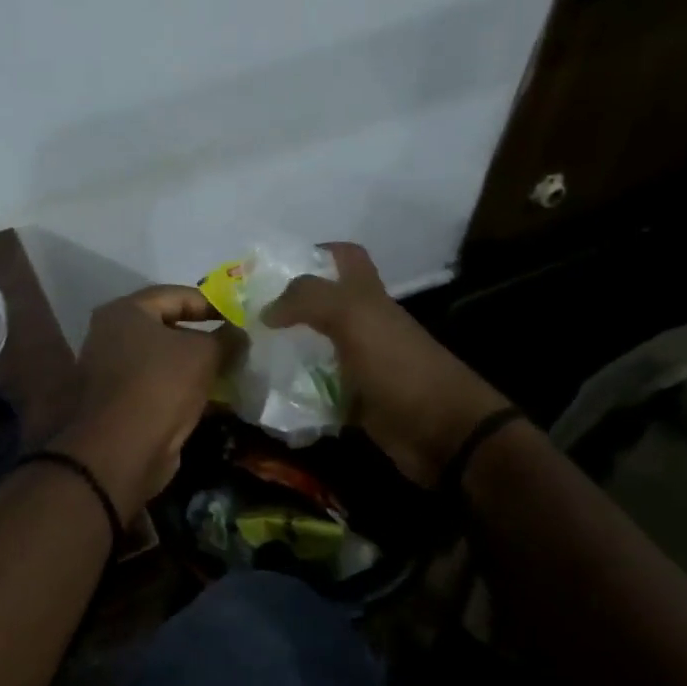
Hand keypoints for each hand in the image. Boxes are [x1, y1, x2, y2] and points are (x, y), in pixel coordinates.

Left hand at [53, 286, 226, 518]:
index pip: (176, 295)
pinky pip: (159, 385)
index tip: (241, 318)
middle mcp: (112, 335)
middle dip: (205, 336)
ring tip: (231, 371)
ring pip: (164, 359)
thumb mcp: (204, 354)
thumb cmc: (161, 386)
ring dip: (196, 365)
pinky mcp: (120, 402)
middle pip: (168, 327)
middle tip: (238, 344)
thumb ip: (226, 337)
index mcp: (125, 312)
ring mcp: (112, 370)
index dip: (212, 304)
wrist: (123, 451)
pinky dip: (184, 388)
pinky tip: (213, 397)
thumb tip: (240, 331)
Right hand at [265, 243, 508, 486]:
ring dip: (283, 352)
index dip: (314, 253)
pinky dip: (293, 395)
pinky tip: (265, 397)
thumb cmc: (398, 365)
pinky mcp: (355, 403)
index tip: (274, 269)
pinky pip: (316, 392)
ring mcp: (359, 365)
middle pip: (321, 306)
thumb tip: (266, 310)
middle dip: (285, 307)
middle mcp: (363, 326)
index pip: (344, 258)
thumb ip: (309, 299)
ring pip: (314, 349)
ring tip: (244, 357)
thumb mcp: (354, 316)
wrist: (441, 432)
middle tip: (245, 317)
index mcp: (367, 297)